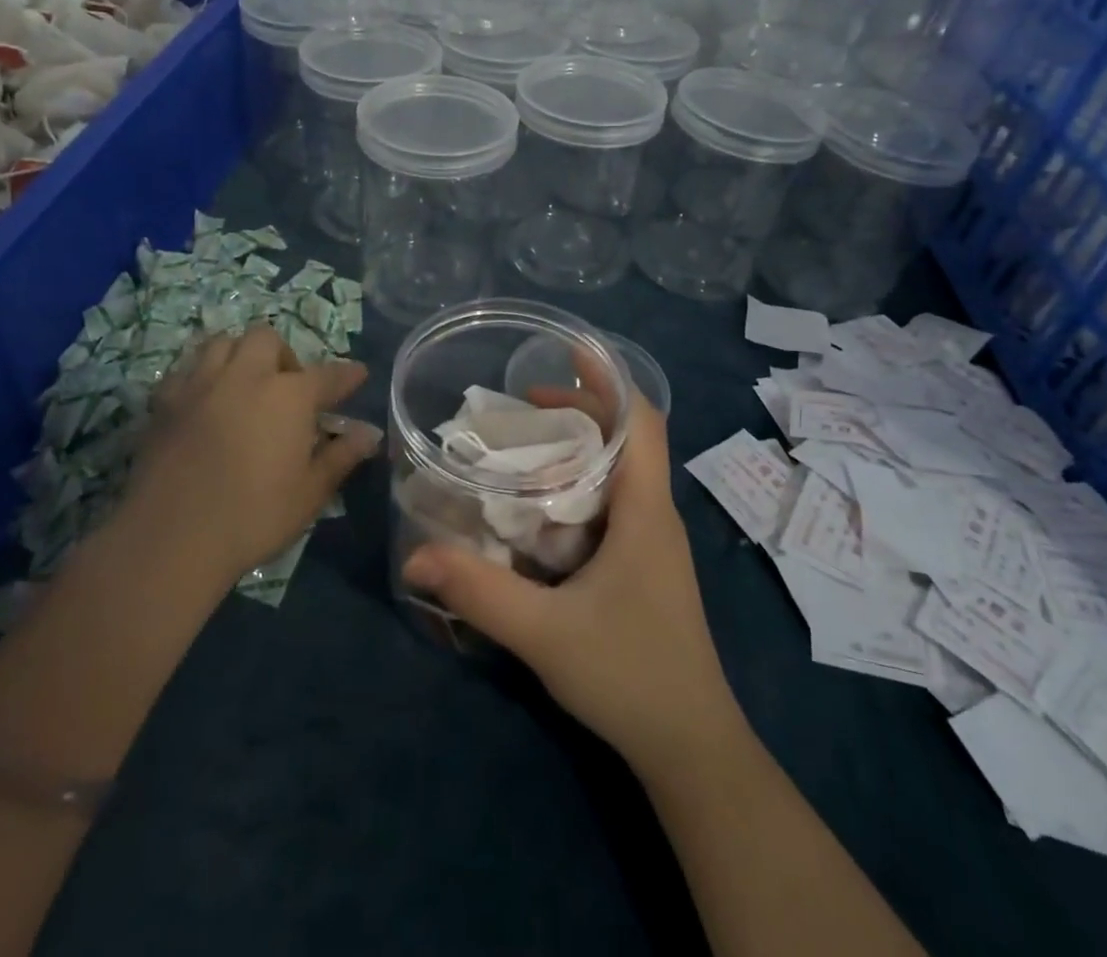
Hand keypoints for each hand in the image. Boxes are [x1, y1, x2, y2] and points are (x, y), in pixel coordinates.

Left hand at [115, 326, 378, 582]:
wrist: (170, 538)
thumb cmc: (253, 517)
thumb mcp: (310, 493)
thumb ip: (341, 456)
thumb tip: (369, 433)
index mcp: (289, 396)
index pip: (328, 375)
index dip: (347, 376)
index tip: (358, 375)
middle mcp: (246, 376)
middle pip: (267, 339)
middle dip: (282, 355)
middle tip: (286, 388)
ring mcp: (200, 384)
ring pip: (222, 342)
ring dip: (240, 355)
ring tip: (244, 384)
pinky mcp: (164, 401)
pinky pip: (187, 369)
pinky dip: (202, 376)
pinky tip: (205, 401)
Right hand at [400, 387, 741, 773]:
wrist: (692, 748)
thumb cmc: (629, 676)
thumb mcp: (545, 633)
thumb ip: (479, 592)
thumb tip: (415, 556)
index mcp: (646, 510)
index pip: (642, 421)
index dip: (609, 381)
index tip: (565, 358)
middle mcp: (656, 514)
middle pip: (628, 437)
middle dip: (581, 410)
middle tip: (522, 409)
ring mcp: (654, 541)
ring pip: (622, 470)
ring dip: (580, 448)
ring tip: (525, 447)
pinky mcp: (646, 565)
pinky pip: (616, 502)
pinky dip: (582, 484)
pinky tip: (542, 508)